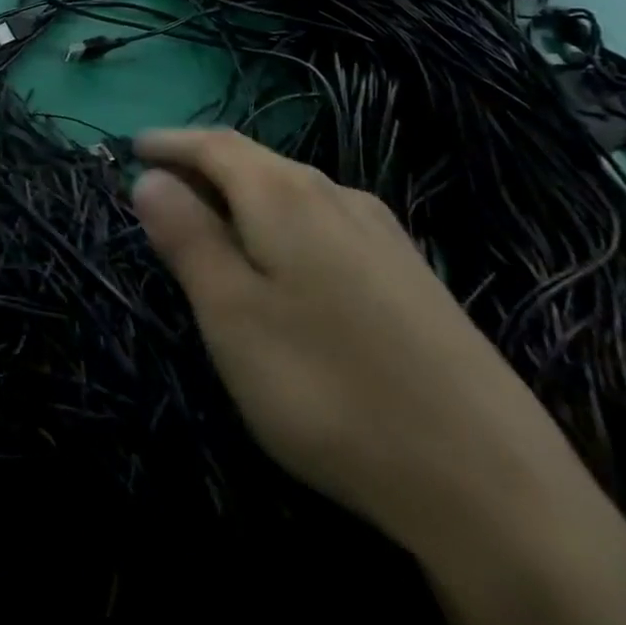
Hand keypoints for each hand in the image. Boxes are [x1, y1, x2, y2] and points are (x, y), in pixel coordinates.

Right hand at [130, 129, 600, 550]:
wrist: (491, 482)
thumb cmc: (328, 388)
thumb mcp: (231, 314)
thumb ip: (187, 238)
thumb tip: (150, 178)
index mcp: (286, 196)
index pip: (216, 145)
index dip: (171, 142)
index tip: (134, 146)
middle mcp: (337, 197)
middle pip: (256, 162)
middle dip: (203, 166)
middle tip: (161, 186)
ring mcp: (383, 235)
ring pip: (293, 193)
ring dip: (243, 195)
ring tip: (212, 219)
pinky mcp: (411, 275)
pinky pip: (324, 222)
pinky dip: (281, 223)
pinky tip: (284, 261)